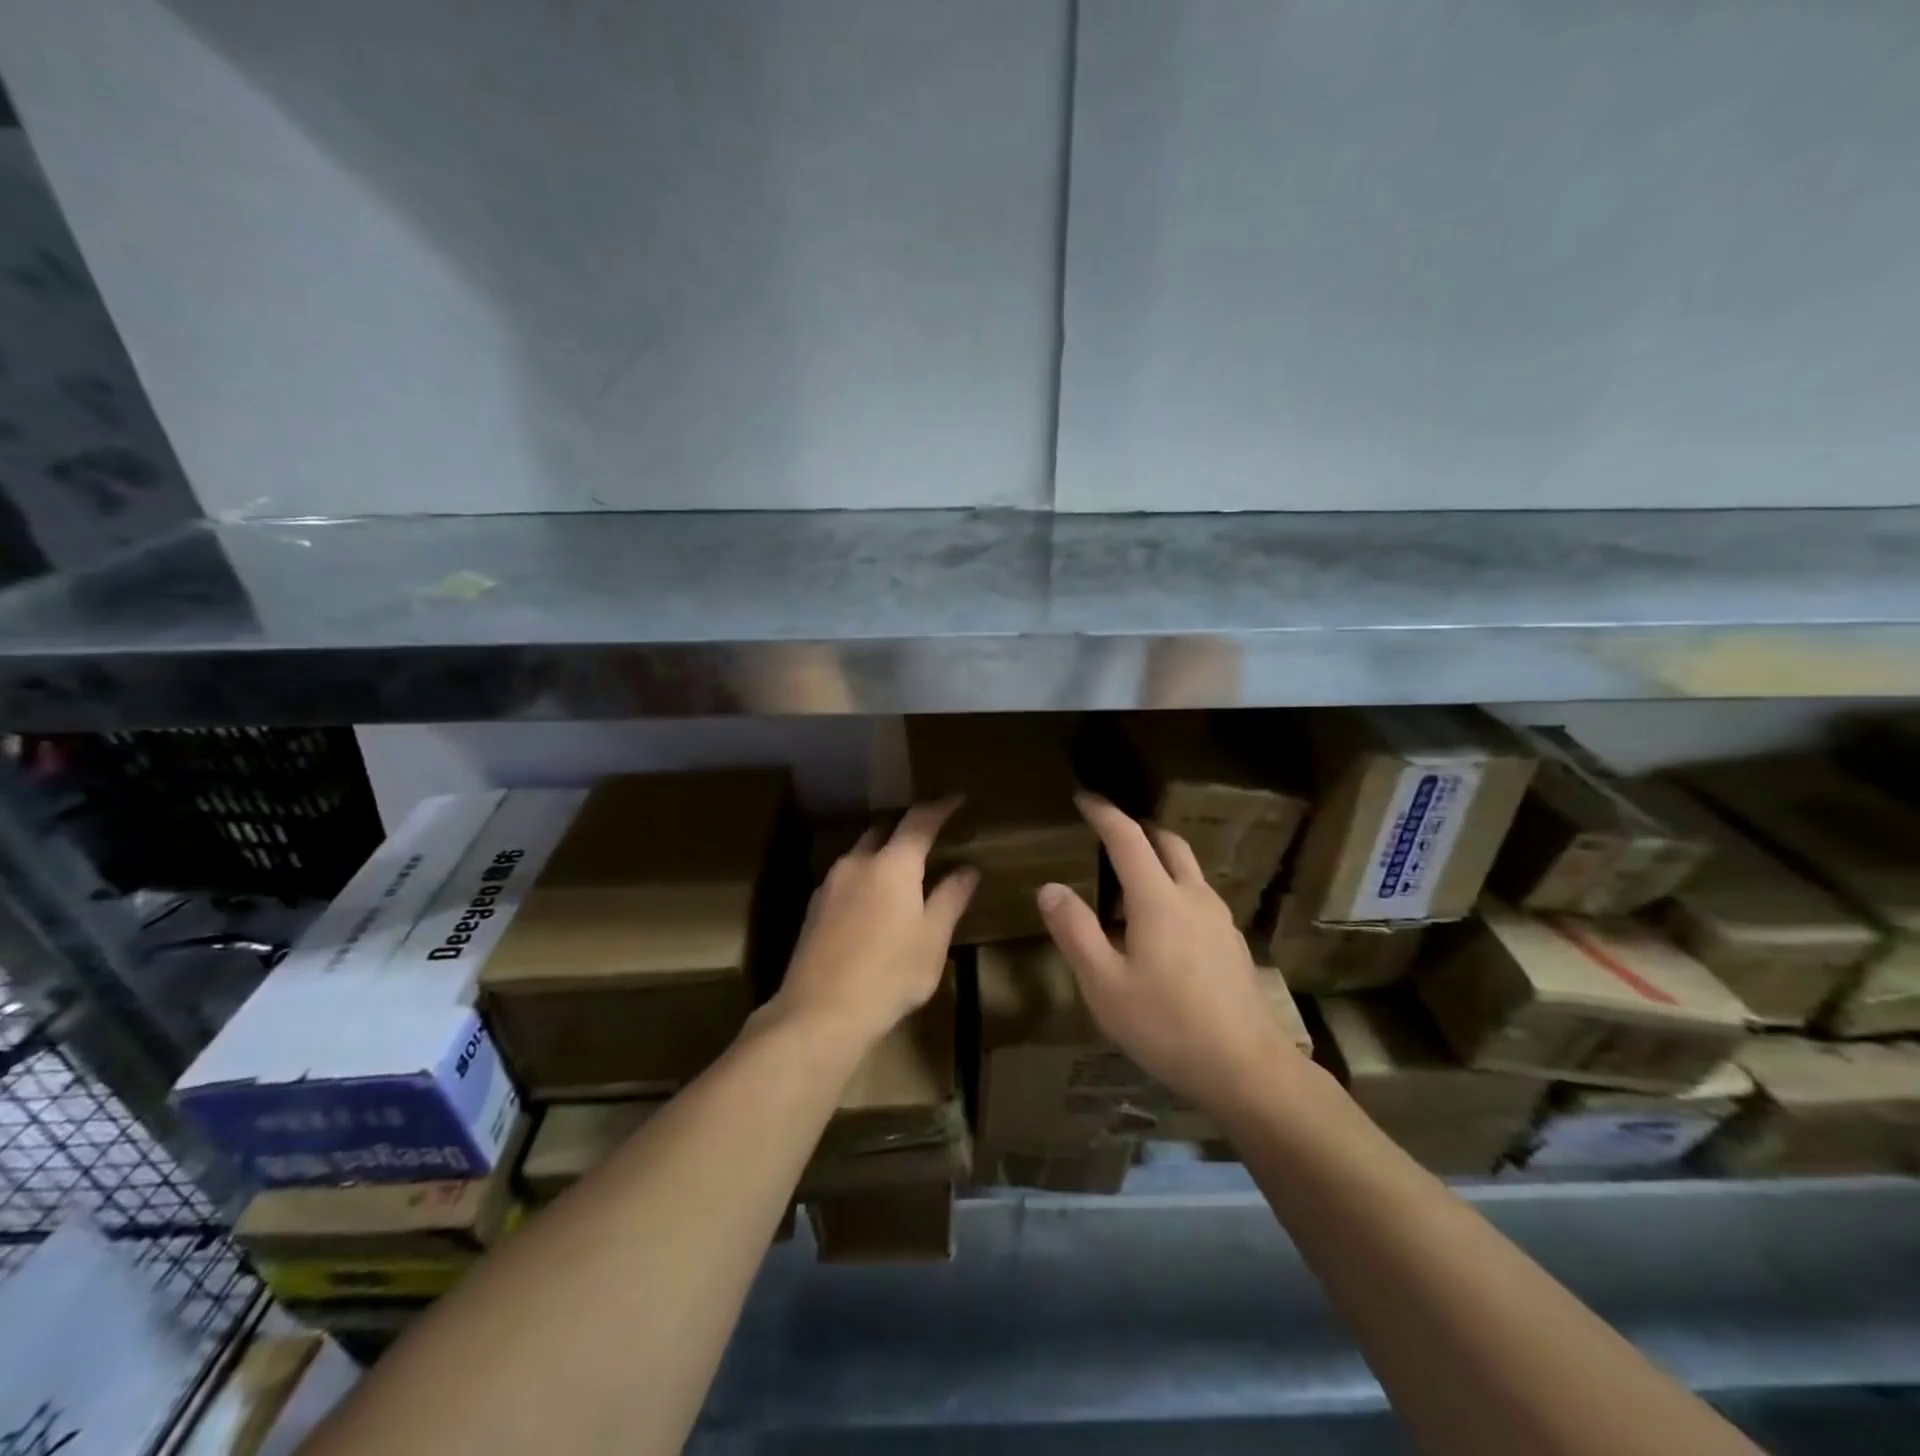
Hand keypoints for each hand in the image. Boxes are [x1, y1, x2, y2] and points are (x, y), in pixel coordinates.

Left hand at [767, 798, 976, 1052]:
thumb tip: (968, 869)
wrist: (820, 1013)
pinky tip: (873, 904)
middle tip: (929, 837)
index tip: (957, 799)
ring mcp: (830, 883)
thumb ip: (950, 898)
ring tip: (903, 873)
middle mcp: (858, 862)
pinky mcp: (813, 907)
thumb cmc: (890, 974)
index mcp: (893, 864)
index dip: (940, 807)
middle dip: (907, 829)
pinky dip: (865, 877)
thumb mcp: (932, 939)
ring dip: (883, 854)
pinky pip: (846, 878)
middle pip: (884, 831)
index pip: (920, 821)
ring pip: (861, 854)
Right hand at [1037, 794, 1305, 1120]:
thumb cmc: (1167, 1025)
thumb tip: (1049, 887)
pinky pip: (1199, 896)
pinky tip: (1164, 924)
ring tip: (1132, 876)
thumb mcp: (1104, 984)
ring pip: (1188, 868)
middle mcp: (1193, 897)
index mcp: (1158, 899)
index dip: (1104, 813)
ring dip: (1159, 856)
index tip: (1084, 797)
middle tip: (1110, 827)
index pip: (1127, 838)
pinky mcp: (1233, 943)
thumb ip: (1075, 931)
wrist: (1247, 1068)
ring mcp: (1220, 919)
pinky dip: (1175, 887)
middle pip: (1167, 842)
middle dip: (1137, 826)